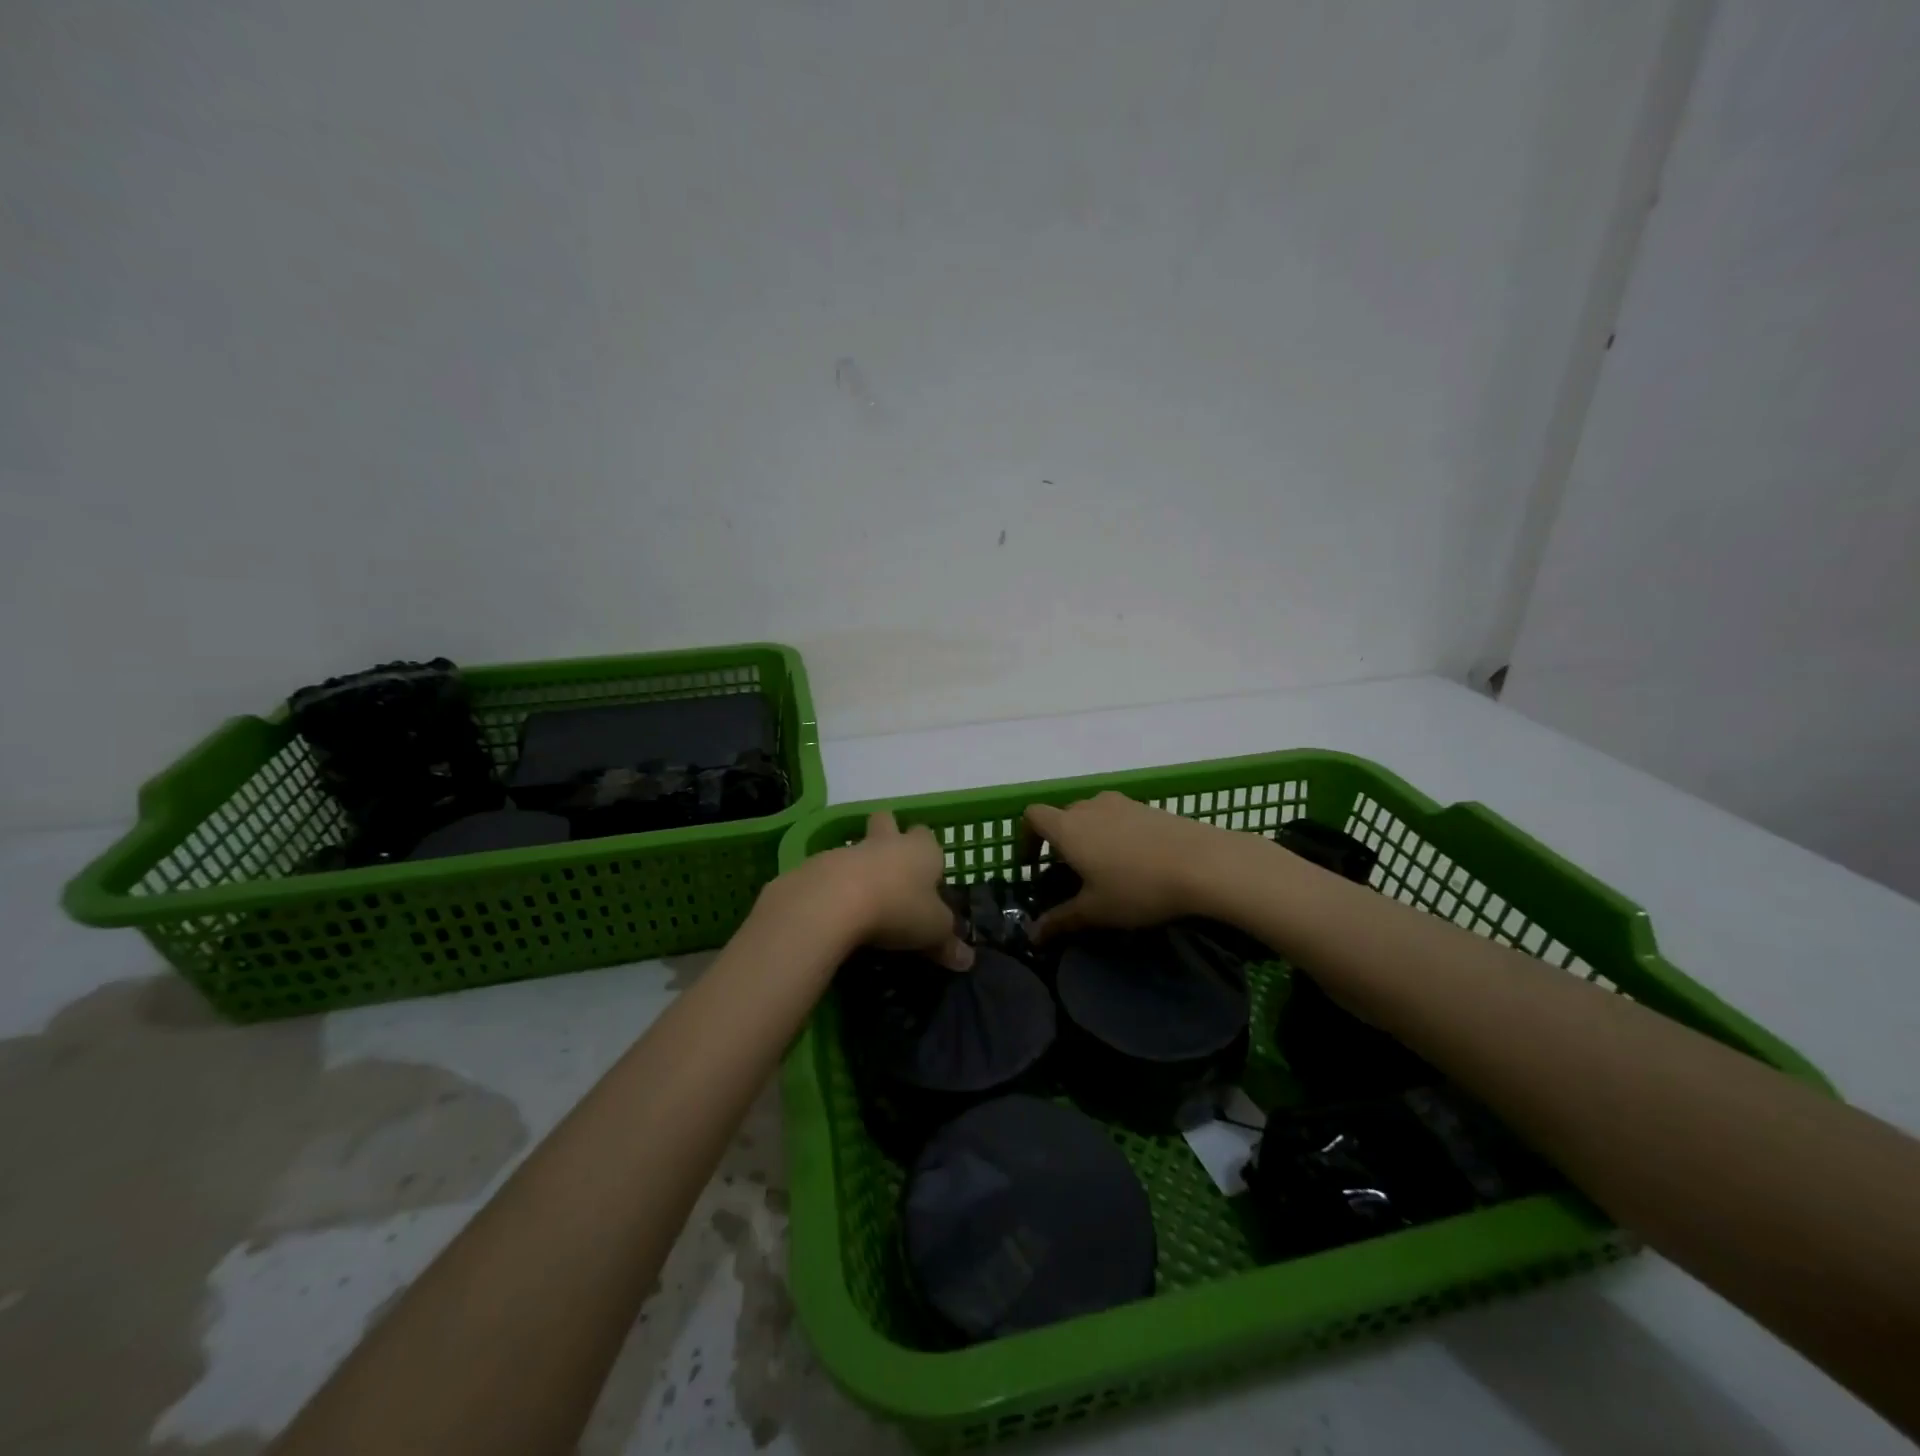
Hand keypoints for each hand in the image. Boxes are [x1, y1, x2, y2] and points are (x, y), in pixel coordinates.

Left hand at [774, 811, 972, 969]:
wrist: (834, 901)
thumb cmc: (898, 907)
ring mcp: (849, 850)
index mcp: (921, 850)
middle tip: (891, 869)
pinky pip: (829, 871)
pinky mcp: (817, 866)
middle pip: (887, 822)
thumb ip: (949, 943)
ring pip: (857, 848)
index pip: (927, 836)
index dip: (928, 852)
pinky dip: (833, 886)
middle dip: (888, 835)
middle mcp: (887, 842)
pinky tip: (834, 913)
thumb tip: (967, 961)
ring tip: (862, 901)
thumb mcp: (933, 930)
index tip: (927, 877)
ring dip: (859, 865)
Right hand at [1024, 791, 1246, 941]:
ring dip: (1090, 836)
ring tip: (1105, 868)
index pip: (1032, 816)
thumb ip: (1060, 921)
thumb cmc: (1138, 887)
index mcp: (1068, 827)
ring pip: (1093, 815)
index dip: (1026, 838)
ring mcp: (1122, 803)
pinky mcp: (1150, 807)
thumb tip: (1032, 936)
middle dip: (1060, 841)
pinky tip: (1136, 862)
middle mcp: (1090, 807)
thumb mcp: (1096, 911)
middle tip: (1070, 874)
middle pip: (1063, 815)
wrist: (1204, 863)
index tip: (1033, 865)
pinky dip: (1116, 834)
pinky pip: (1120, 817)